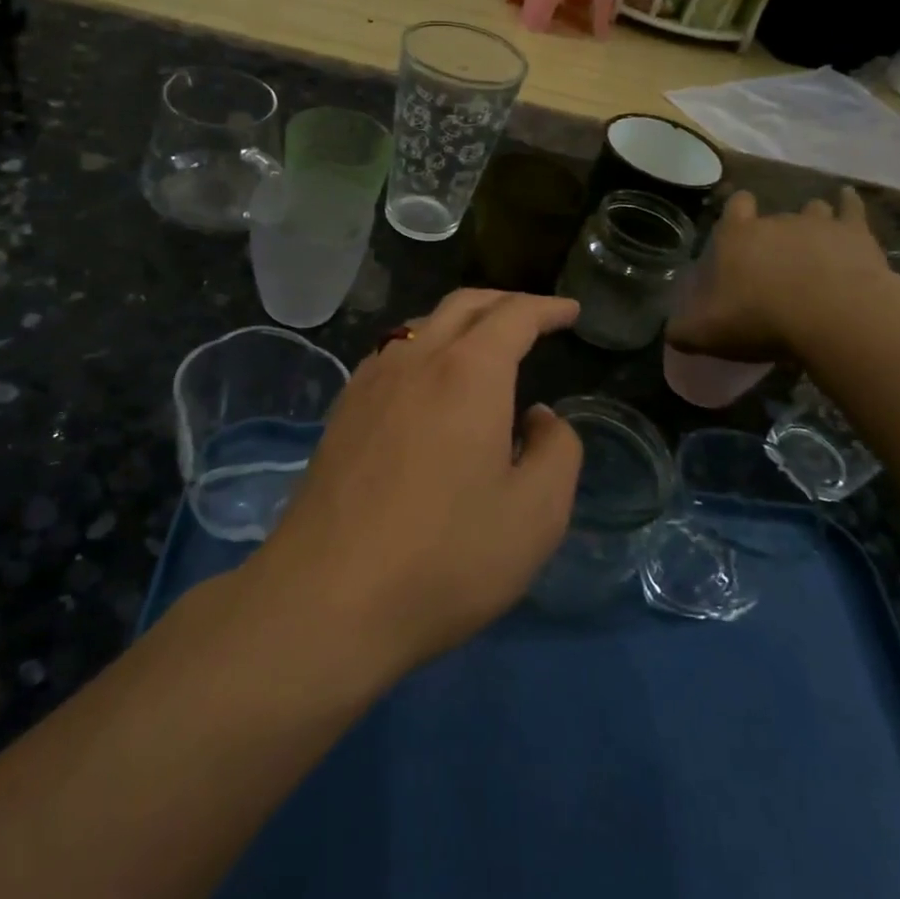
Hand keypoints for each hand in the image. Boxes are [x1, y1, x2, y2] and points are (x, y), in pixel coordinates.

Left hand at [256, 291, 583, 679]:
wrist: (328, 596)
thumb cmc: (446, 557)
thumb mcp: (536, 514)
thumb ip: (556, 451)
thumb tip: (538, 417)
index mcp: (468, 372)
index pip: (514, 316)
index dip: (547, 308)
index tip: (570, 310)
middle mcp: (415, 360)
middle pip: (463, 306)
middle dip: (504, 302)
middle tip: (535, 316)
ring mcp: (370, 383)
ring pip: (420, 325)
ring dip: (460, 322)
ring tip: (484, 345)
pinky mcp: (342, 412)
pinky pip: (391, 356)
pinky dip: (424, 348)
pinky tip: (428, 383)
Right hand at [666, 188, 899, 363]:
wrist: (835, 317)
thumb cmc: (762, 320)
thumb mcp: (708, 334)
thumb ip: (684, 330)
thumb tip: (669, 332)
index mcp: (737, 237)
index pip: (733, 208)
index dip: (735, 213)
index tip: (737, 228)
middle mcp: (775, 221)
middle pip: (773, 216)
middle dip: (774, 233)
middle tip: (775, 262)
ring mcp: (818, 223)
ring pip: (812, 210)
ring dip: (811, 221)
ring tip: (813, 241)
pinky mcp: (856, 233)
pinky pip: (851, 207)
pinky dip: (848, 203)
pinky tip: (847, 199)